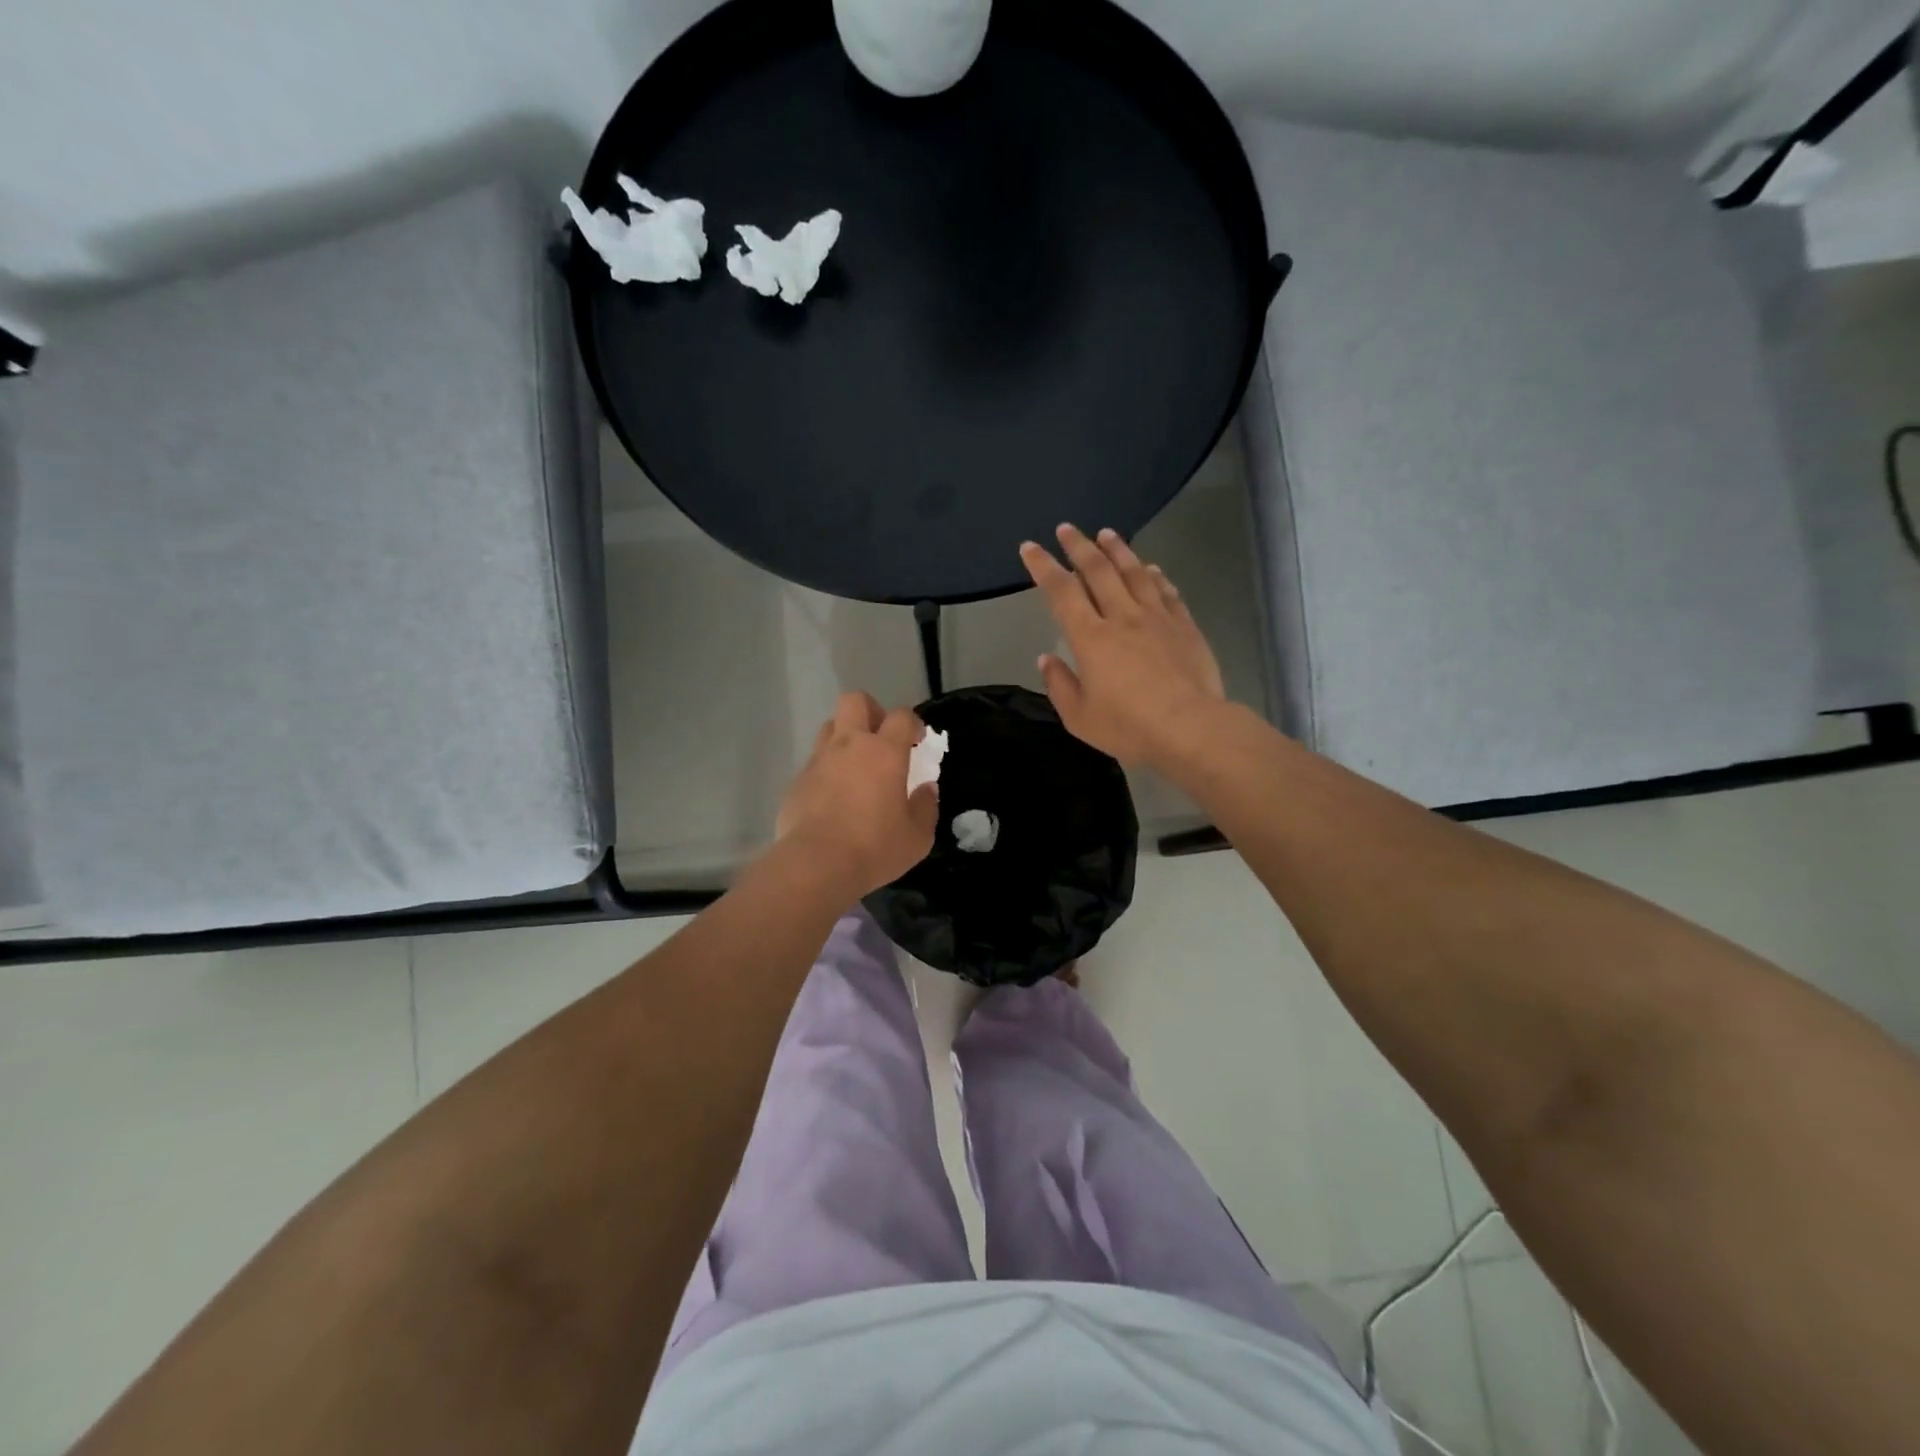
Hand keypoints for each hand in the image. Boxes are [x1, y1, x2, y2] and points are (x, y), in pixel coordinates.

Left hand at [776, 691, 938, 897]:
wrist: (815, 865)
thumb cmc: (874, 848)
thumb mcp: (917, 837)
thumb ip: (925, 807)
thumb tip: (926, 789)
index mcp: (884, 752)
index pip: (901, 716)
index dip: (912, 723)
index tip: (916, 741)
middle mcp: (849, 745)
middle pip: (856, 701)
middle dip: (871, 711)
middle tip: (882, 738)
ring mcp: (818, 760)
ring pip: (830, 727)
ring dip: (845, 737)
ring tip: (856, 766)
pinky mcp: (797, 781)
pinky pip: (814, 762)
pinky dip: (827, 769)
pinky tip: (833, 797)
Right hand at [1020, 524, 1225, 765]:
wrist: (1190, 728)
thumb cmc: (1128, 727)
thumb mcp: (1079, 717)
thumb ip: (1059, 685)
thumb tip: (1047, 659)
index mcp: (1090, 638)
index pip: (1061, 592)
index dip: (1043, 567)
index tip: (1030, 547)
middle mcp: (1122, 617)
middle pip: (1098, 571)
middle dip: (1079, 546)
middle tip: (1067, 528)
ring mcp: (1157, 618)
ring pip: (1134, 573)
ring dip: (1118, 550)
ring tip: (1107, 534)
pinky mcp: (1184, 627)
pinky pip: (1167, 592)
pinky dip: (1156, 576)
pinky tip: (1151, 569)